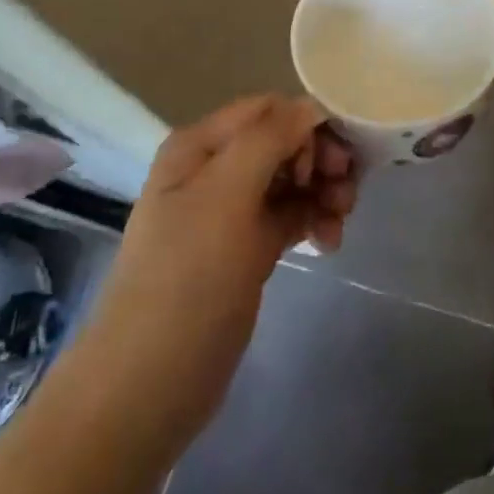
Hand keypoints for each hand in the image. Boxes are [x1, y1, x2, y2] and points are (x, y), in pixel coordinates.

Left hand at [74, 95, 357, 461]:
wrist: (148, 386)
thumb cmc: (187, 279)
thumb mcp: (226, 196)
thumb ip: (269, 138)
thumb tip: (310, 106)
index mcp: (202, 146)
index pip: (269, 109)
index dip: (307, 125)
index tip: (333, 162)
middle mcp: (216, 169)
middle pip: (285, 141)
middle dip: (321, 159)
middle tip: (346, 192)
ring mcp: (231, 211)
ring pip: (292, 178)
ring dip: (323, 191)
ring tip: (340, 222)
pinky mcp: (247, 248)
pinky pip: (291, 214)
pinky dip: (314, 219)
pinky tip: (329, 243)